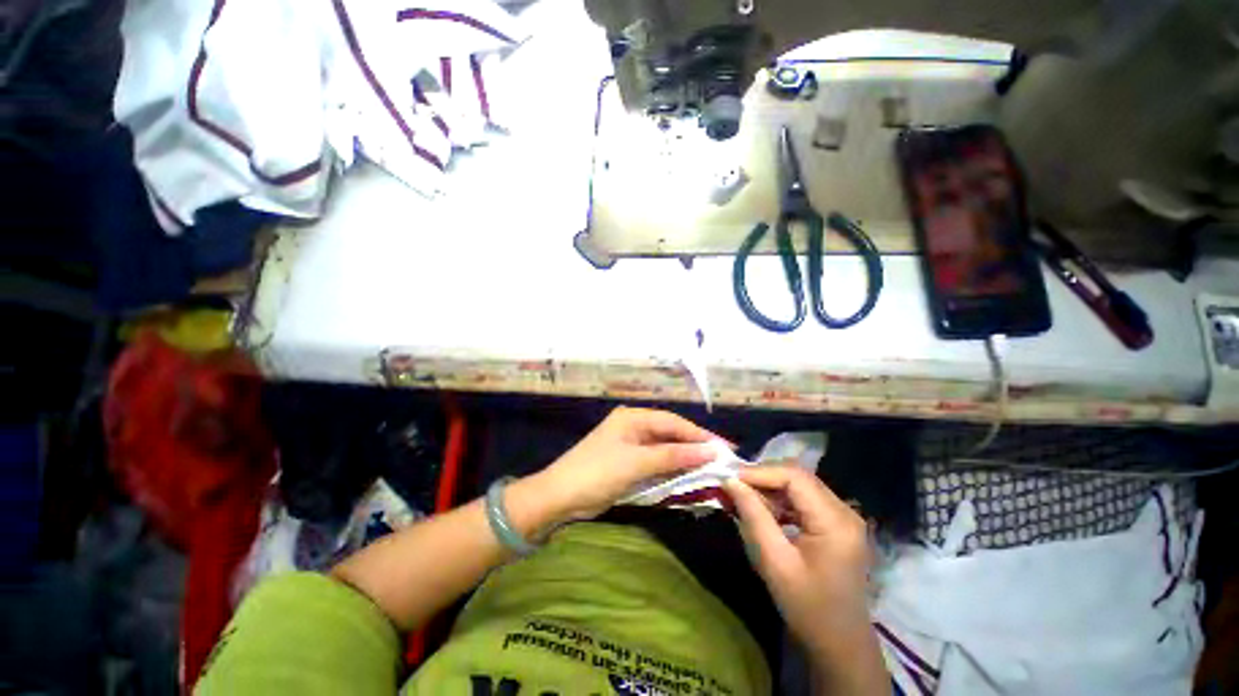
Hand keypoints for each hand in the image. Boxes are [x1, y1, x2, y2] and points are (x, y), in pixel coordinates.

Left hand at [521, 407, 723, 525]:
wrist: (560, 497)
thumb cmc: (598, 472)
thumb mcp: (637, 462)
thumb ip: (673, 456)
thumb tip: (710, 450)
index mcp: (633, 418)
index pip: (673, 422)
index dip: (699, 435)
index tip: (725, 448)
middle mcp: (633, 426)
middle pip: (670, 434)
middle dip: (694, 447)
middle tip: (723, 459)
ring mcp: (630, 445)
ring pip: (664, 449)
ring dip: (684, 459)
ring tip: (712, 469)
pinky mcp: (628, 463)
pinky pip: (655, 463)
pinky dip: (671, 470)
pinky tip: (688, 477)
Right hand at [724, 467, 887, 693]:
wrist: (840, 644)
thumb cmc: (808, 608)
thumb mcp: (774, 562)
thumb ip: (753, 516)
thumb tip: (730, 481)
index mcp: (835, 521)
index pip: (794, 476)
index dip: (759, 472)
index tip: (729, 478)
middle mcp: (844, 510)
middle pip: (797, 476)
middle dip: (762, 477)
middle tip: (732, 487)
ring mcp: (842, 516)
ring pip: (798, 484)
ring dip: (768, 487)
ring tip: (742, 498)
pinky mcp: (835, 523)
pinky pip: (803, 498)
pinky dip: (779, 499)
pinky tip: (762, 511)